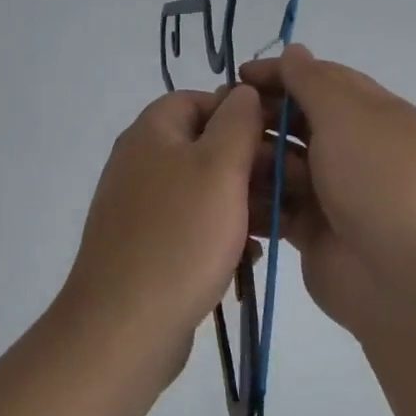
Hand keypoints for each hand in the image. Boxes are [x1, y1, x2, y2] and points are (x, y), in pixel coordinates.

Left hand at [60, 85, 265, 357]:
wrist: (125, 325)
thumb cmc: (180, 236)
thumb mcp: (219, 167)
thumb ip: (237, 121)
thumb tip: (241, 90)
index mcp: (152, 133)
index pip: (199, 100)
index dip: (241, 113)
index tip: (278, 140)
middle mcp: (140, 163)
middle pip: (204, 146)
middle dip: (249, 163)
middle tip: (290, 187)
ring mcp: (141, 207)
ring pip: (204, 190)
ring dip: (242, 203)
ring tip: (274, 226)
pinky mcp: (148, 246)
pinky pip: (193, 226)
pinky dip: (221, 234)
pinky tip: (248, 258)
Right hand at [241, 45, 415, 334]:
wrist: (401, 277)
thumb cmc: (377, 180)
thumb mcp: (348, 115)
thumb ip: (314, 81)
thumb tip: (294, 50)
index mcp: (374, 115)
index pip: (323, 81)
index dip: (282, 74)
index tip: (239, 77)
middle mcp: (356, 150)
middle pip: (300, 121)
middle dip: (263, 117)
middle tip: (223, 119)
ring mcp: (335, 192)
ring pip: (284, 163)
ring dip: (257, 158)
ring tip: (227, 160)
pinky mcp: (314, 229)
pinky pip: (278, 204)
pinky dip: (257, 198)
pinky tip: (228, 194)